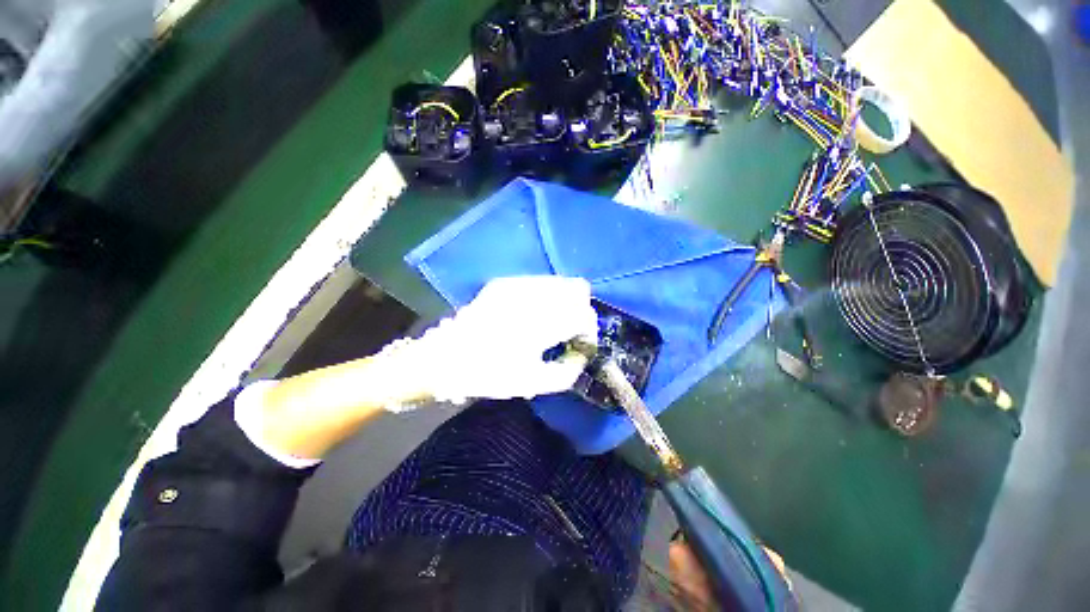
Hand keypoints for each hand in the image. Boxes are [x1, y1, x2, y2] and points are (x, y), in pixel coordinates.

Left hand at [411, 276, 597, 402]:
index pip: (583, 315)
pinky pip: (539, 282)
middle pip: (577, 288)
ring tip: (553, 322)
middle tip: (570, 331)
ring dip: (564, 301)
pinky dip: (546, 296)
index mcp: (541, 324)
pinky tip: (535, 313)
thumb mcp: (534, 383)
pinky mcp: (505, 283)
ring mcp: (517, 285)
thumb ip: (568, 370)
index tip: (581, 344)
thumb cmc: (489, 374)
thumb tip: (581, 353)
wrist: (445, 357)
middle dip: (580, 310)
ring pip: (559, 281)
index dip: (588, 330)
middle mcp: (532, 297)